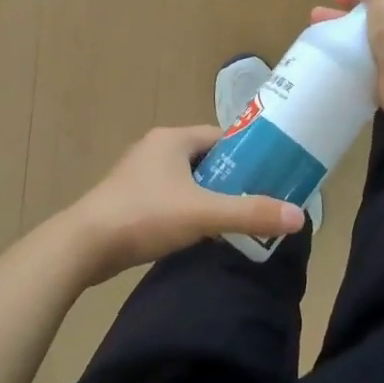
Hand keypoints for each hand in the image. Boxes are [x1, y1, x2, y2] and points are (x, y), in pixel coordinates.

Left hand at [62, 126, 304, 284]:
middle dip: (231, 177)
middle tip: (258, 200)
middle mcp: (156, 148)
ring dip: (209, 195)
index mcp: (173, 138)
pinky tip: (199, 231)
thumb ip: (250, 213)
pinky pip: (170, 196)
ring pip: (187, 179)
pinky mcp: (129, 198)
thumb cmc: (145, 215)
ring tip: (235, 218)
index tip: (271, 173)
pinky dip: (188, 208)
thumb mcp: (203, 214)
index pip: (222, 136)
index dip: (248, 153)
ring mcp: (139, 173)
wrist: (84, 246)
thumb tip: (299, 217)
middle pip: (206, 158)